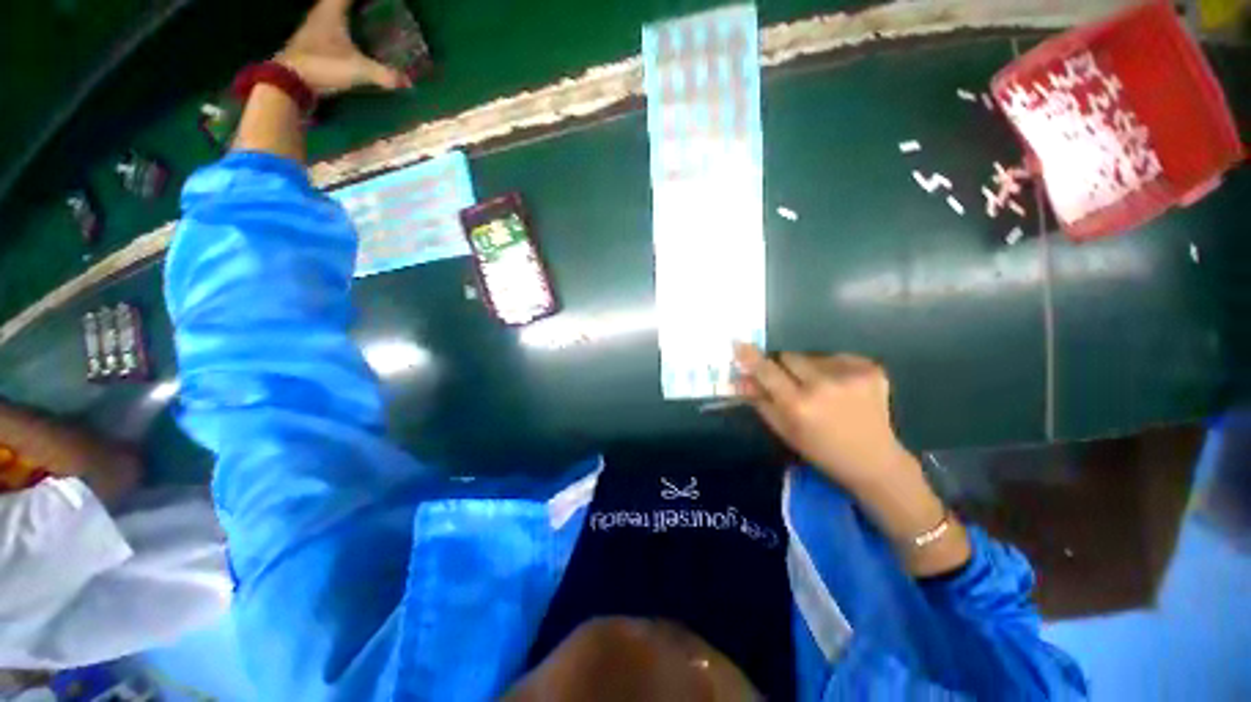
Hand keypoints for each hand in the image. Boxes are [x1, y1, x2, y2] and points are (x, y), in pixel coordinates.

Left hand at [275, 0, 409, 95]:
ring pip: (331, 13)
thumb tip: (409, 82)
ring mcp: (313, 28)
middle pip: (337, 2)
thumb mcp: (358, 70)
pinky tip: (349, 39)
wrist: (291, 81)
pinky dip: (340, 30)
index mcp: (331, 11)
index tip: (383, 2)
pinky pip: (328, 29)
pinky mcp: (310, 43)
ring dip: (345, 15)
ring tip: (363, 21)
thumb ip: (384, 74)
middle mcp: (320, 14)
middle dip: (354, 6)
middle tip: (372, 9)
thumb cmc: (323, 65)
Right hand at [734, 344, 970, 575]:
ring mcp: (851, 375)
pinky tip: (843, 388)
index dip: (751, 357)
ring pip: (812, 356)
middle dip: (784, 367)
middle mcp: (824, 385)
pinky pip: (837, 357)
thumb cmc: (822, 451)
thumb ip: (760, 401)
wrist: (875, 461)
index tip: (738, 343)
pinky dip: (833, 368)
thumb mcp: (784, 430)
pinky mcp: (871, 369)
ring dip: (810, 368)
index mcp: (799, 405)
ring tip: (823, 389)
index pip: (767, 371)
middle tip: (793, 384)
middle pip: (789, 356)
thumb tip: (741, 378)